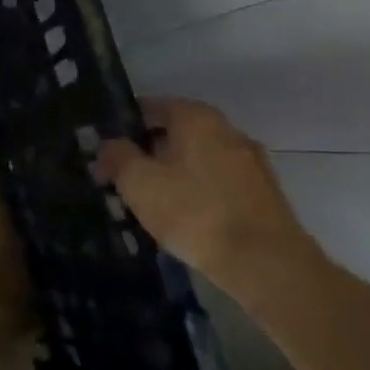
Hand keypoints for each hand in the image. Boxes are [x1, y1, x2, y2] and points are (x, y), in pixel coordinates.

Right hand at [96, 98, 320, 298]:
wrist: (264, 262)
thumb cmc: (193, 211)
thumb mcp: (138, 182)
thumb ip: (117, 156)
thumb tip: (109, 145)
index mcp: (197, 118)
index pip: (151, 107)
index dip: (124, 126)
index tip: (105, 150)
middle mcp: (228, 131)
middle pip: (177, 133)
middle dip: (148, 152)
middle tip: (121, 179)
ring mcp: (251, 162)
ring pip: (198, 160)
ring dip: (172, 174)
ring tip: (149, 203)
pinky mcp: (263, 194)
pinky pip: (217, 183)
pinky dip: (196, 192)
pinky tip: (182, 218)